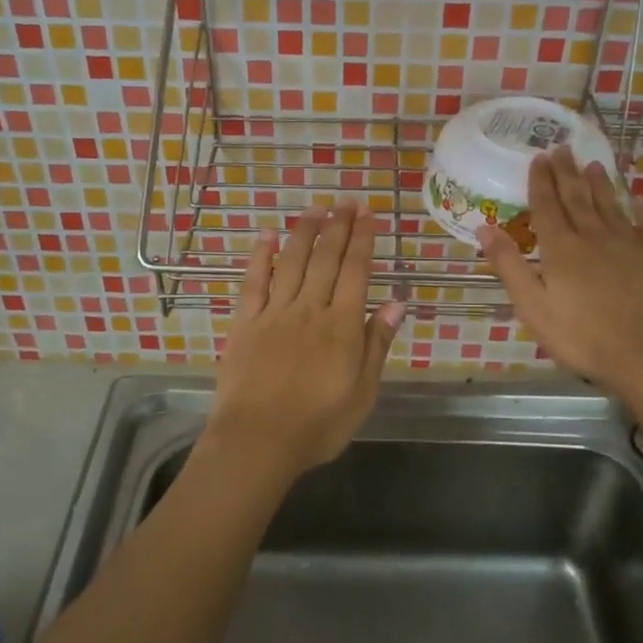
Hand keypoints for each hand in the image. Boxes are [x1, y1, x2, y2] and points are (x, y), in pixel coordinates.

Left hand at [209, 201, 405, 485]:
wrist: (258, 441)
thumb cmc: (318, 424)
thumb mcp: (363, 393)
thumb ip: (377, 344)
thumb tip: (397, 301)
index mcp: (342, 326)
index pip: (356, 271)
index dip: (363, 239)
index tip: (368, 214)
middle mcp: (310, 309)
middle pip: (326, 259)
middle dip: (338, 227)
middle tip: (346, 201)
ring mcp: (275, 313)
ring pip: (292, 262)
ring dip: (304, 232)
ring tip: (315, 209)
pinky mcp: (245, 322)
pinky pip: (253, 281)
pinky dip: (260, 256)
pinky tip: (267, 235)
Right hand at [481, 149, 642, 393]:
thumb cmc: (581, 336)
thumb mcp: (532, 306)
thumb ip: (509, 265)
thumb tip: (485, 228)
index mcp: (562, 248)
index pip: (547, 206)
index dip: (541, 181)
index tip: (539, 157)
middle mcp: (595, 236)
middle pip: (578, 198)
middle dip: (567, 173)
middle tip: (562, 149)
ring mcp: (631, 245)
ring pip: (612, 206)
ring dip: (601, 184)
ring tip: (594, 164)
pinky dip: (641, 210)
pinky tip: (638, 200)